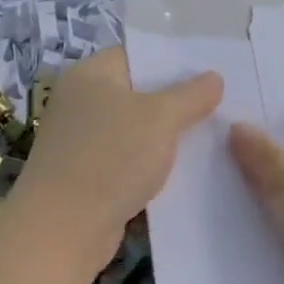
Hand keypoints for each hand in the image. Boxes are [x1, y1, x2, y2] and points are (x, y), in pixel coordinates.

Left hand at [14, 48, 221, 274]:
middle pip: (136, 94)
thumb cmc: (112, 157)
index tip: (211, 75)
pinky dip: (149, 166)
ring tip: (210, 140)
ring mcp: (80, 141)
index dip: (173, 63)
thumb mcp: (161, 118)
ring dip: (165, 138)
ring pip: (133, 131)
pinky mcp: (85, 176)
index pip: (136, 55)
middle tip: (220, 108)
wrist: (63, 228)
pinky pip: (126, 161)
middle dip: (176, 103)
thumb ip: (191, 95)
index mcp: (90, 75)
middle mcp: (80, 102)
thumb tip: (214, 77)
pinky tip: (183, 174)